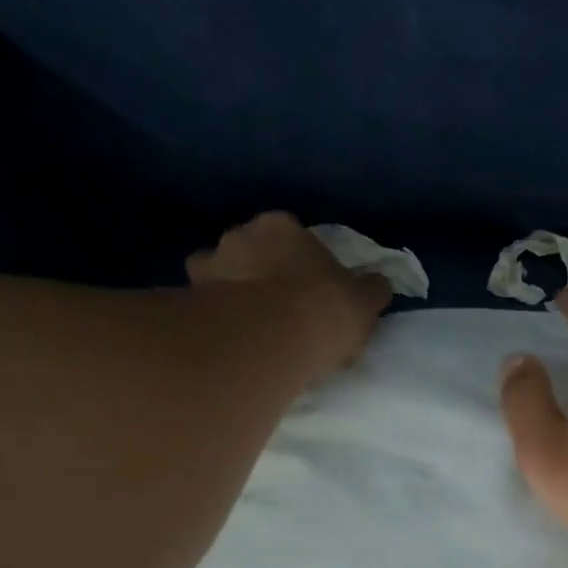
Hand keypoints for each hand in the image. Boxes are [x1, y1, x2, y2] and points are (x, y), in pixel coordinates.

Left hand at [188, 212, 391, 372]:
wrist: (269, 339)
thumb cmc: (322, 310)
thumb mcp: (364, 302)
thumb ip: (371, 290)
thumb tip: (378, 283)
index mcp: (281, 227)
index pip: (291, 236)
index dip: (301, 263)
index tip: (309, 289)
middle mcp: (239, 235)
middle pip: (251, 251)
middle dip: (260, 272)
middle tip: (276, 308)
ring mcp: (209, 266)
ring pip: (219, 275)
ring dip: (229, 293)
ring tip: (246, 327)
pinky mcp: (189, 300)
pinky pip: (201, 307)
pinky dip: (210, 318)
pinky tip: (225, 339)